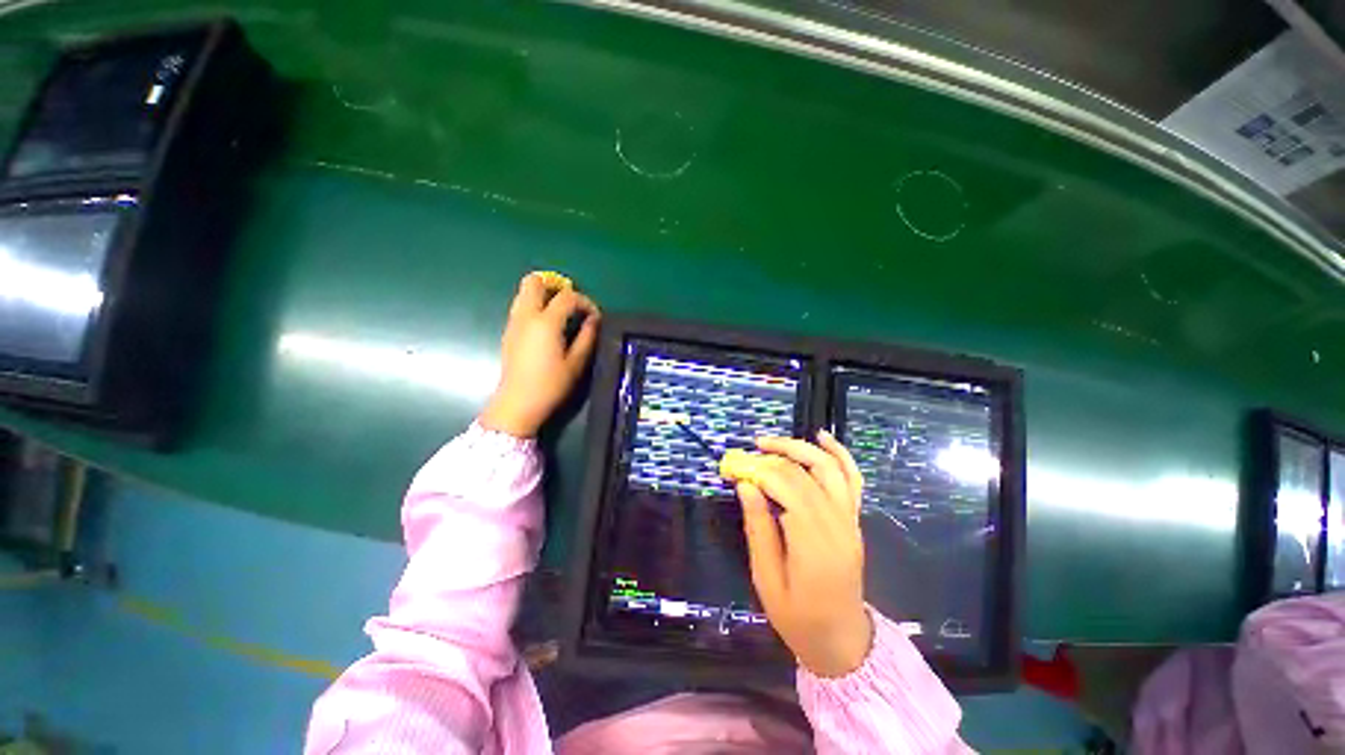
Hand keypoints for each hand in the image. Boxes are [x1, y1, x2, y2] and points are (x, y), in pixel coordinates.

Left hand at [479, 273, 600, 437]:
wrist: (518, 404)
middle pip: (534, 282)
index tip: (595, 317)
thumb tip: (594, 320)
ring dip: (544, 295)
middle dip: (555, 285)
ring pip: (525, 292)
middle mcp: (526, 316)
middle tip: (571, 302)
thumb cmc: (550, 385)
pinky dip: (536, 306)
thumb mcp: (576, 363)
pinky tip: (548, 327)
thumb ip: (587, 337)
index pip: (567, 297)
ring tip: (562, 313)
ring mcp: (514, 323)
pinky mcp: (509, 332)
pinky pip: (521, 307)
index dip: (585, 302)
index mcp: (546, 322)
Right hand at [737, 430, 872, 677]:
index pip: (786, 488)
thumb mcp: (766, 579)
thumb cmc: (797, 617)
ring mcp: (850, 520)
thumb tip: (746, 485)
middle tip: (744, 457)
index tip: (733, 467)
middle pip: (803, 475)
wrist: (842, 639)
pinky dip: (839, 453)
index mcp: (813, 544)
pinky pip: (852, 478)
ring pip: (829, 468)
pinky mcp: (854, 519)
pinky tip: (821, 437)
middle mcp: (837, 525)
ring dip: (799, 448)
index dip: (758, 470)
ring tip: (770, 442)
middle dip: (771, 459)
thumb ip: (758, 528)